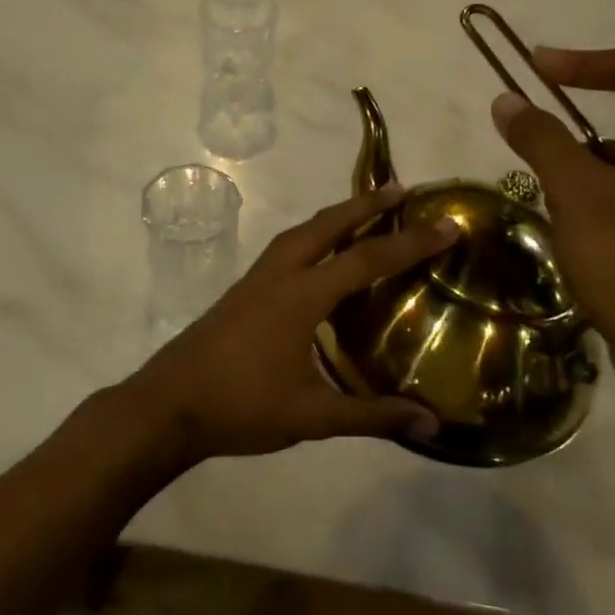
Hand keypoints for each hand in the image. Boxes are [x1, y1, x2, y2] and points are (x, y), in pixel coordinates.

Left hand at [123, 186, 458, 467]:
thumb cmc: (241, 407)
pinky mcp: (241, 292)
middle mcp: (278, 275)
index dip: (410, 243)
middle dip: (364, 205)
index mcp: (300, 296)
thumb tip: (432, 424)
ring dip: (334, 217)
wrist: (168, 405)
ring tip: (363, 213)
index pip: (365, 260)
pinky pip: (285, 249)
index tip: (446, 225)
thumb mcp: (311, 416)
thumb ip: (371, 416)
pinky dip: (312, 238)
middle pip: (326, 226)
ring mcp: (254, 281)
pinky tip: (319, 259)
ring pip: (300, 233)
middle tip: (400, 190)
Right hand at [491, 45, 614, 406]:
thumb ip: (540, 137)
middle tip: (531, 116)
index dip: (583, 62)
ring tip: (544, 180)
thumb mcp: (577, 191)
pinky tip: (568, 214)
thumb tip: (506, 99)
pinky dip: (599, 184)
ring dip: (584, 153)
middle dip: (580, 109)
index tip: (533, 70)